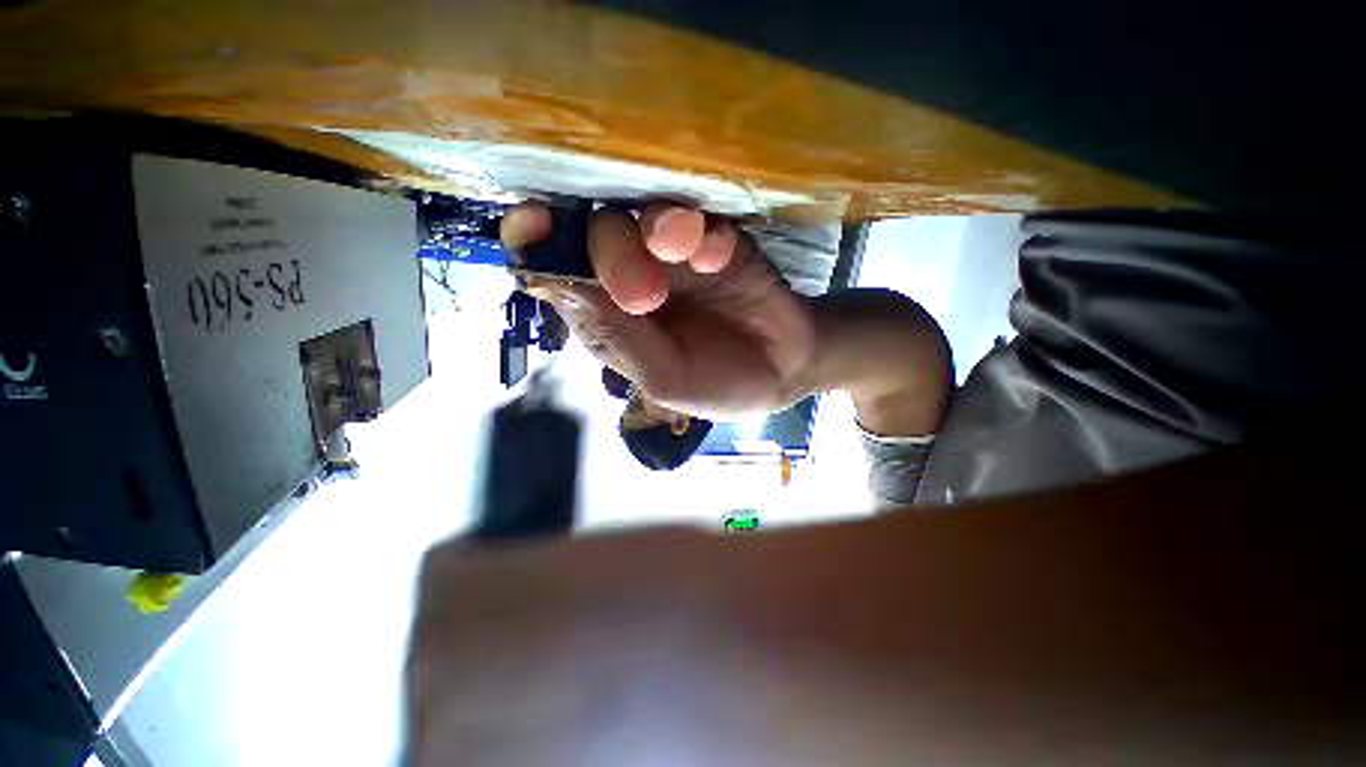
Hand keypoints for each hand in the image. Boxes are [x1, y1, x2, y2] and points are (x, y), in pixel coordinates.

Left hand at [503, 201, 814, 418]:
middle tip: (647, 293)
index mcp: (609, 317)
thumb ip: (616, 337)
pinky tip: (721, 255)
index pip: (556, 270)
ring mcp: (674, 257)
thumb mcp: (664, 380)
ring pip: (644, 214)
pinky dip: (704, 231)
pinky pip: (700, 217)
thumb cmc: (718, 385)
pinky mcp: (715, 239)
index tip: (536, 223)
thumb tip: (554, 283)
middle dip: (612, 250)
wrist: (785, 368)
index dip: (537, 242)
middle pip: (596, 234)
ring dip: (659, 226)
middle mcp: (632, 278)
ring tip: (687, 249)